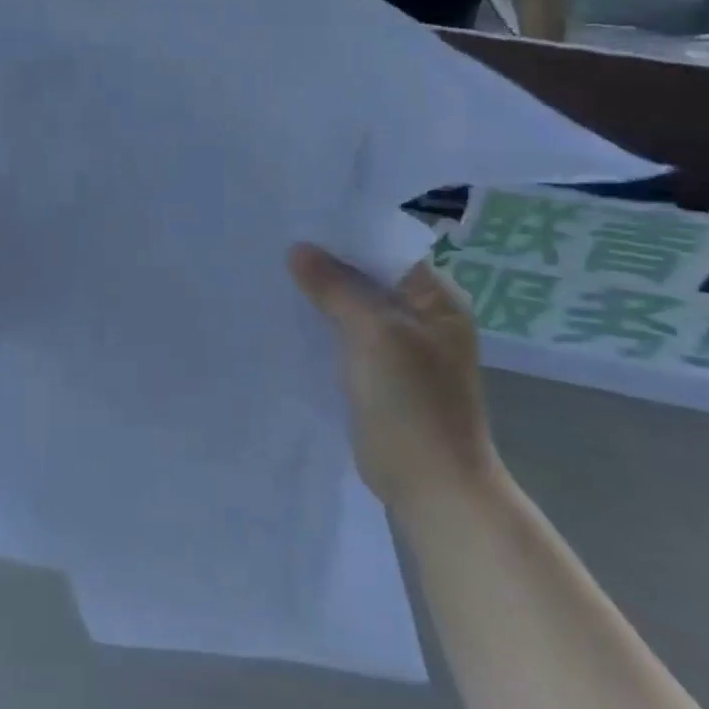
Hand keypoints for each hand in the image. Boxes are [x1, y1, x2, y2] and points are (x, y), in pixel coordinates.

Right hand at [288, 245, 498, 510]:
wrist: (431, 486)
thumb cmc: (412, 402)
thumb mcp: (374, 333)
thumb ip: (336, 287)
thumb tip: (298, 249)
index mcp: (436, 298)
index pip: (385, 249)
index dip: (343, 235)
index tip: (297, 222)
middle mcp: (421, 316)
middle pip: (366, 277)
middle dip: (325, 265)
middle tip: (275, 244)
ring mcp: (400, 347)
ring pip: (352, 307)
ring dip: (320, 296)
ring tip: (273, 274)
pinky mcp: (378, 374)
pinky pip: (345, 337)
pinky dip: (321, 326)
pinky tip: (287, 317)